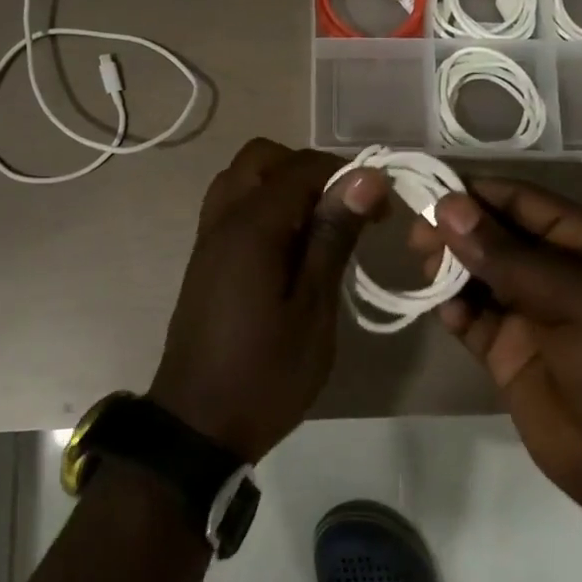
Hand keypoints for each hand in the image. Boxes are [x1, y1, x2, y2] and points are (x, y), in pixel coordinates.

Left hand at [150, 138, 387, 462]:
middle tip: (344, 209)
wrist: (198, 423)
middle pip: (262, 158)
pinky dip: (263, 205)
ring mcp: (208, 237)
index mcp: (251, 226)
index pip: (301, 167)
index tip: (382, 208)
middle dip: (308, 170)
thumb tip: (365, 177)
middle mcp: (223, 218)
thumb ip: (333, 236)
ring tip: (319, 225)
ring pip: (242, 178)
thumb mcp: (313, 308)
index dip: (346, 175)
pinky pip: (232, 206)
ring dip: (282, 184)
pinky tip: (291, 246)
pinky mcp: (205, 258)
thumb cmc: (266, 373)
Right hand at [408, 178, 581, 536]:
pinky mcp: (508, 353)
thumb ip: (506, 255)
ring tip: (423, 267)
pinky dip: (451, 309)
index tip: (425, 189)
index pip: (521, 200)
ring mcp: (530, 313)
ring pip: (476, 274)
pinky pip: (470, 319)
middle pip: (493, 234)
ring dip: (448, 267)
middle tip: (416, 236)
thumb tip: (447, 207)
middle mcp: (556, 271)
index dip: (474, 193)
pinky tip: (440, 309)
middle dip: (455, 229)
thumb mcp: (577, 297)